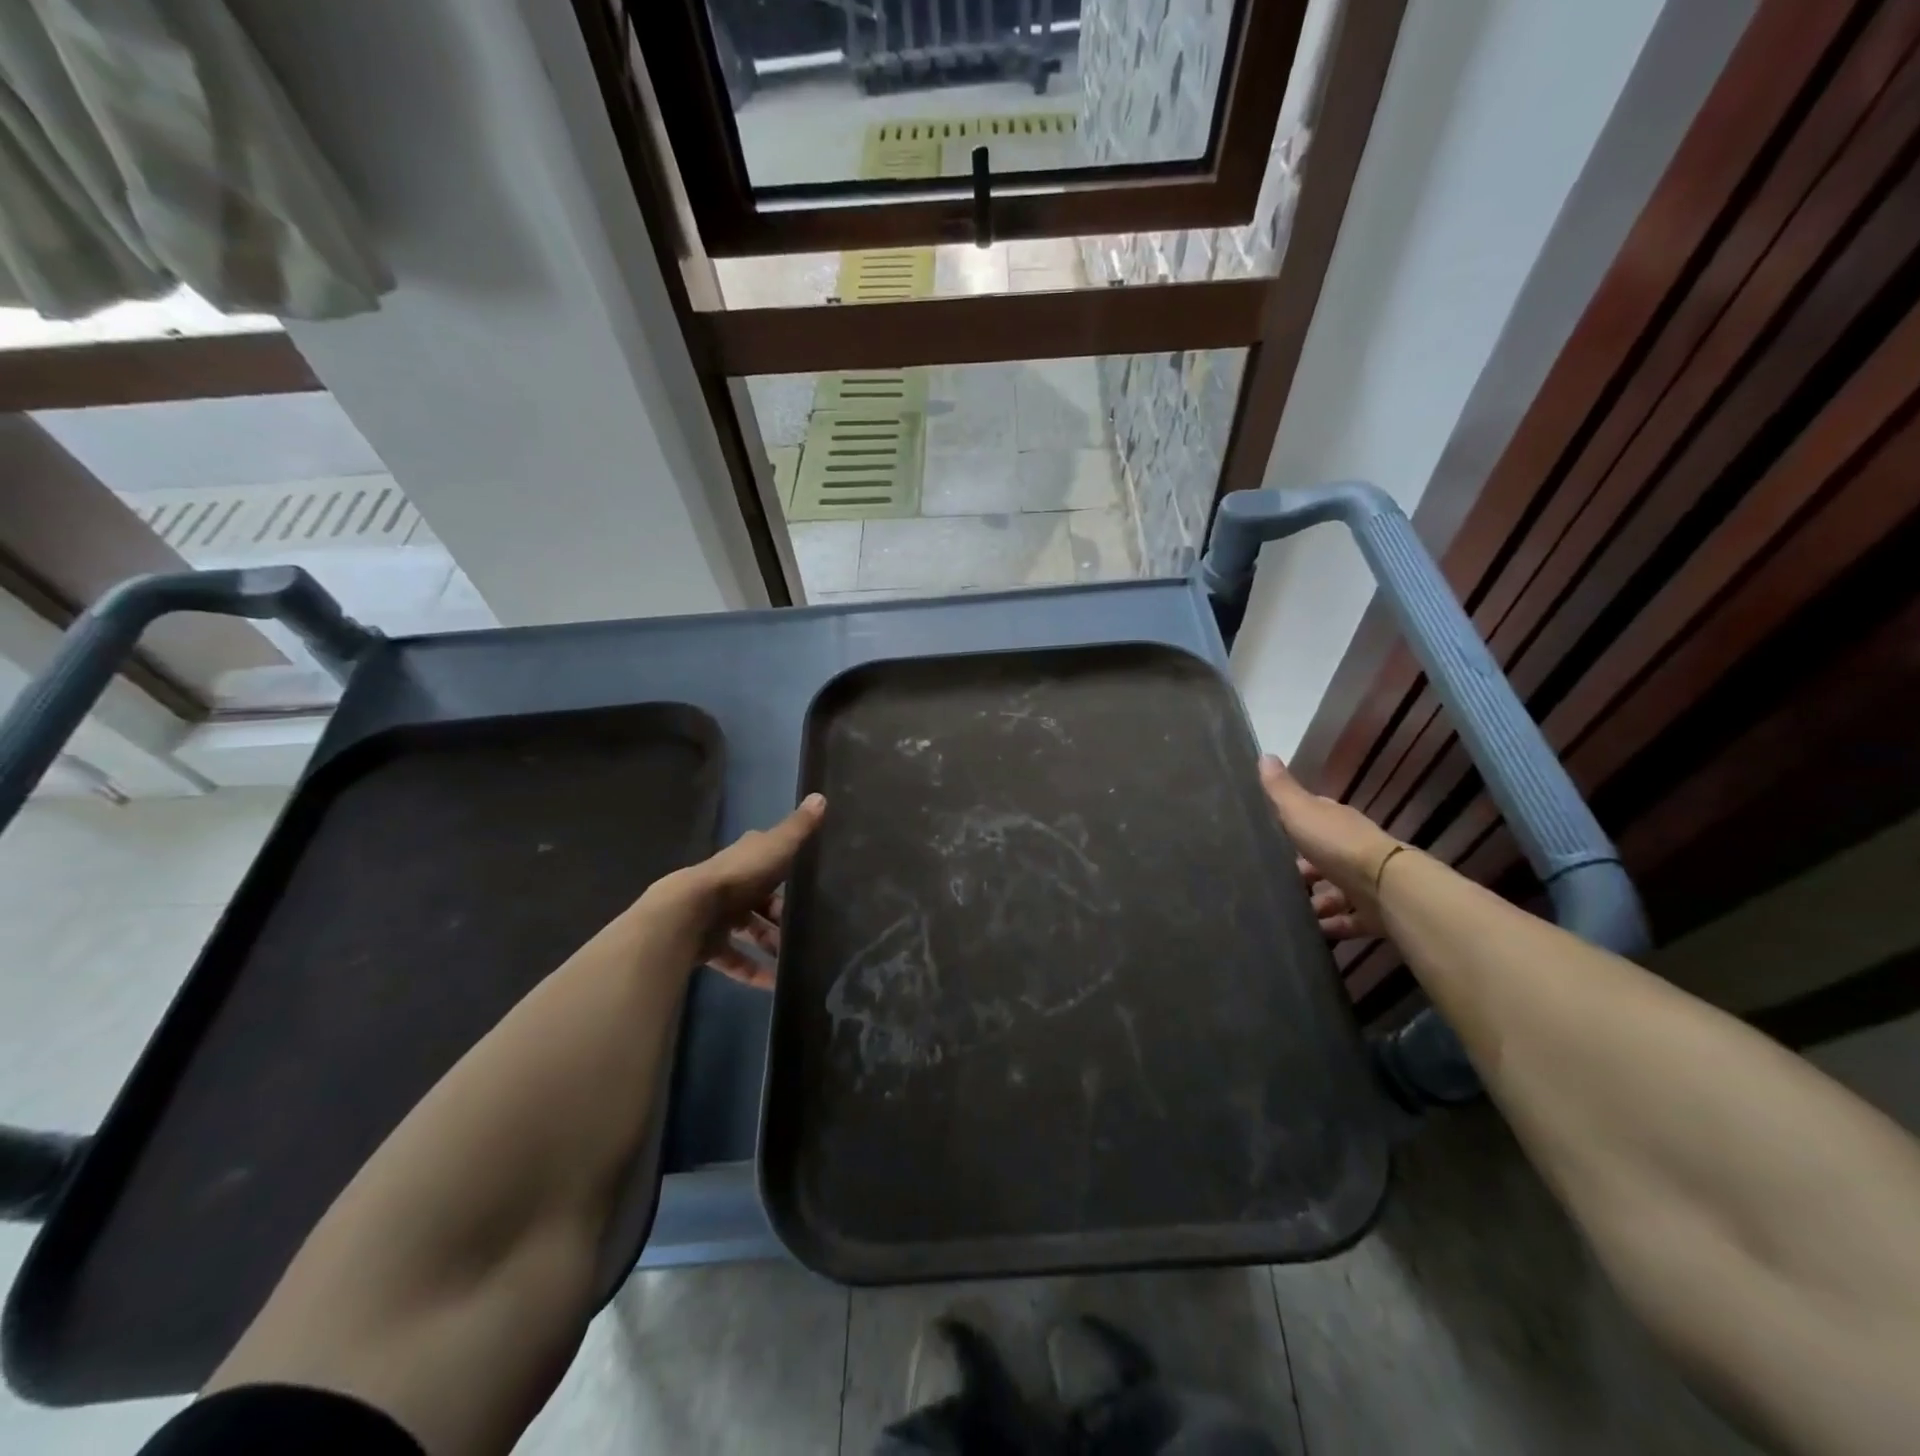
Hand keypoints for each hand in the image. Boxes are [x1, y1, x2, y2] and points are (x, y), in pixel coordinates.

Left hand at [642, 794, 825, 988]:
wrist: (689, 912)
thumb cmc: (740, 875)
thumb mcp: (778, 847)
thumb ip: (799, 828)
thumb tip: (821, 795)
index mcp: (746, 859)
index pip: (769, 859)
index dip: (787, 869)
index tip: (810, 884)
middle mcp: (730, 884)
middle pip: (760, 900)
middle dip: (781, 915)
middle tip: (808, 930)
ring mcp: (717, 916)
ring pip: (749, 930)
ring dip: (770, 944)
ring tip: (796, 961)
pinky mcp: (708, 945)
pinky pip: (735, 959)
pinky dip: (752, 971)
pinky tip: (773, 985)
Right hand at [1258, 756, 1401, 941]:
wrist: (1385, 886)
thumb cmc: (1336, 844)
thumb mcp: (1300, 811)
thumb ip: (1280, 789)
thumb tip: (1264, 754)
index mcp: (1334, 822)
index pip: (1311, 818)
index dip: (1290, 823)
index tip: (1267, 833)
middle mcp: (1350, 849)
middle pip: (1320, 857)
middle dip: (1298, 869)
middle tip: (1269, 880)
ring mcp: (1363, 882)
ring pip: (1332, 891)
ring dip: (1313, 901)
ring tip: (1285, 912)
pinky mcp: (1371, 913)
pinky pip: (1346, 920)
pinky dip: (1329, 926)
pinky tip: (1309, 933)